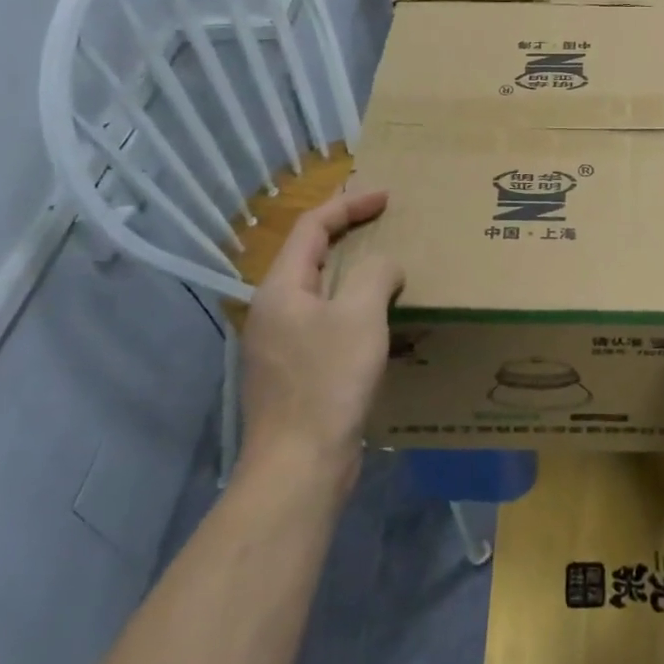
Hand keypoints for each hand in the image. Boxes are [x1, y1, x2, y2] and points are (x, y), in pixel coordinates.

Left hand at [240, 190, 403, 482]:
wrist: (298, 466)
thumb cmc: (327, 381)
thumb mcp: (360, 315)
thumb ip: (376, 274)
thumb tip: (386, 267)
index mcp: (281, 287)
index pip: (312, 226)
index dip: (349, 204)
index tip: (386, 196)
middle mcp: (274, 309)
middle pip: (311, 254)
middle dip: (349, 233)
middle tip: (387, 224)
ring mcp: (281, 343)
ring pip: (320, 290)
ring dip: (354, 272)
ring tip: (389, 266)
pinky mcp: (295, 371)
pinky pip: (326, 321)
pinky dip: (353, 306)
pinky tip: (380, 319)